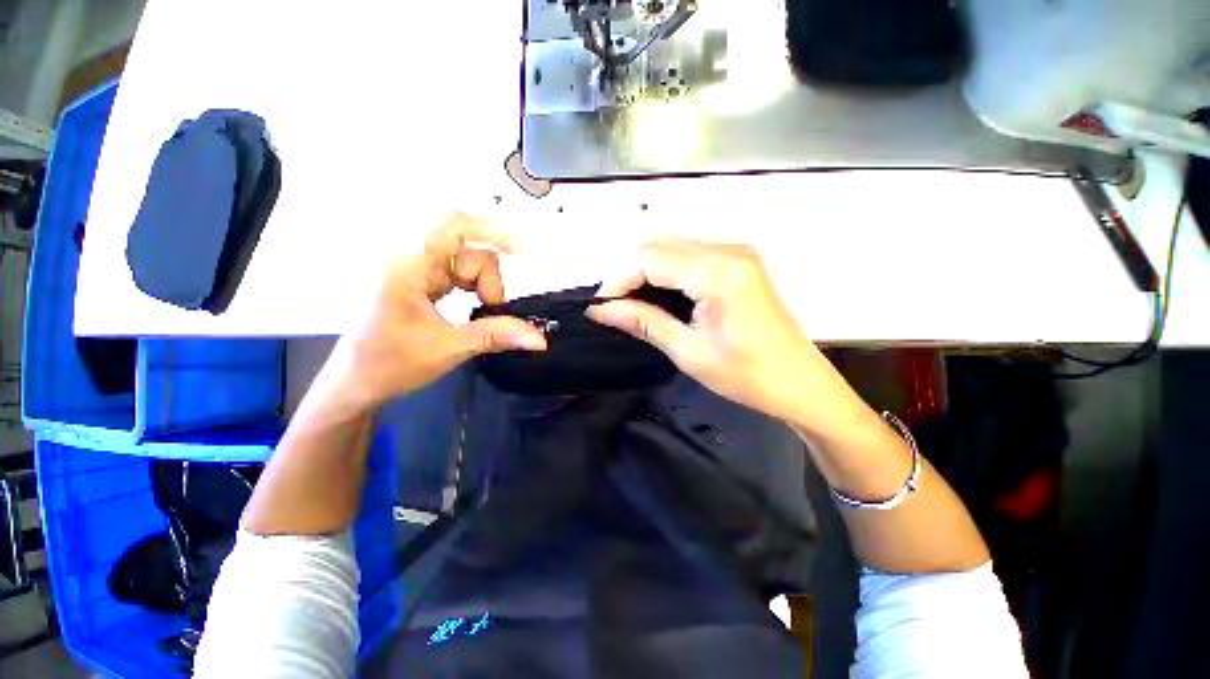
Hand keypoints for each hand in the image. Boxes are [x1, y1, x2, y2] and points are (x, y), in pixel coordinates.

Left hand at [321, 213, 546, 409]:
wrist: (354, 384)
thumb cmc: (390, 365)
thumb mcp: (449, 349)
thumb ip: (496, 336)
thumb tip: (538, 339)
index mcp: (406, 267)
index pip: (452, 226)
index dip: (491, 230)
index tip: (520, 252)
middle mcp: (407, 260)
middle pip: (466, 249)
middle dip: (488, 278)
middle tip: (492, 308)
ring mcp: (411, 270)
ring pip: (464, 261)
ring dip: (482, 284)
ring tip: (482, 310)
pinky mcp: (416, 280)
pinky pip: (455, 272)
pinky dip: (473, 286)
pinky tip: (474, 303)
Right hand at [587, 238, 854, 430]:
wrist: (799, 383)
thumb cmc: (747, 375)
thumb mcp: (689, 352)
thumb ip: (644, 322)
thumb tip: (600, 310)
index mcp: (718, 272)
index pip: (649, 258)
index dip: (617, 279)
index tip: (601, 307)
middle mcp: (727, 250)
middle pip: (658, 245)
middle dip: (628, 273)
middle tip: (614, 307)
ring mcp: (735, 252)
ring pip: (671, 247)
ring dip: (645, 271)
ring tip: (631, 303)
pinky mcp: (738, 261)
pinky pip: (689, 255)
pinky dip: (665, 271)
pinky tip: (658, 295)